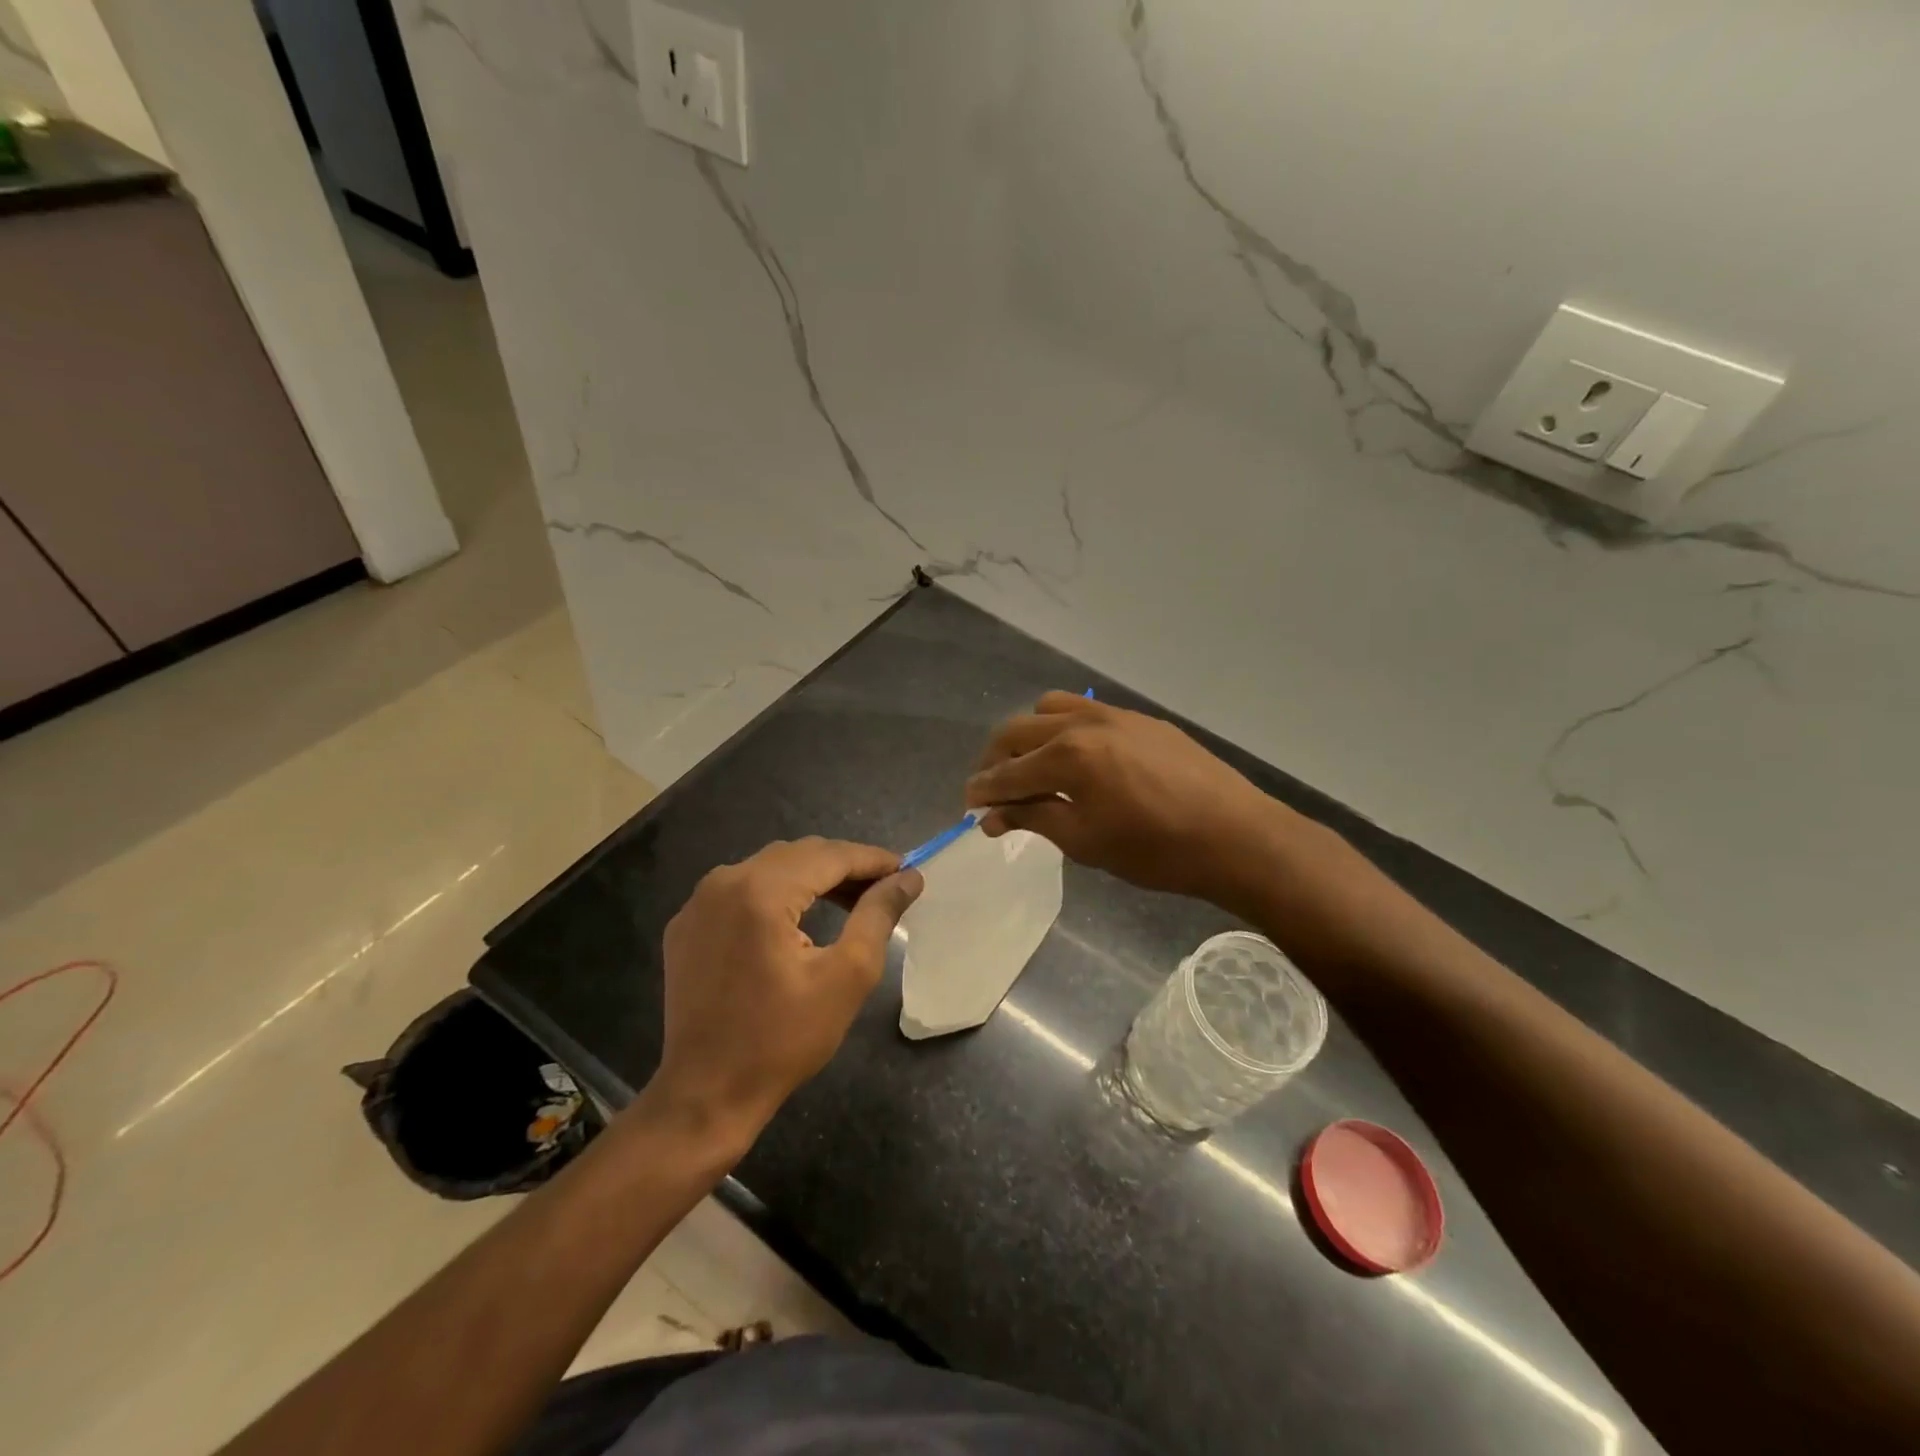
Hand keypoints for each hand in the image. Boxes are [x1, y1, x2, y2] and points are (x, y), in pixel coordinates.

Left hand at [650, 838, 921, 1143]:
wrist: (706, 1093)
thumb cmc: (784, 1039)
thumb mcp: (846, 976)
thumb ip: (878, 915)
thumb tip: (908, 877)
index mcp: (761, 891)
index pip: (829, 855)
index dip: (872, 859)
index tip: (906, 869)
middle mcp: (723, 882)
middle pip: (798, 855)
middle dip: (844, 866)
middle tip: (883, 888)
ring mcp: (698, 903)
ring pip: (769, 868)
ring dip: (811, 878)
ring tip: (849, 901)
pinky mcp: (686, 925)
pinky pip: (741, 890)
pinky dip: (776, 894)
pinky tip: (798, 919)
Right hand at [964, 692, 1290, 903]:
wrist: (1235, 836)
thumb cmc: (1155, 850)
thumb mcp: (1085, 842)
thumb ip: (1034, 818)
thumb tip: (993, 815)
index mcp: (1066, 756)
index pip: (1007, 772)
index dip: (982, 791)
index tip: (969, 805)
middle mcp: (1083, 722)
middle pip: (1018, 731)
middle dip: (996, 760)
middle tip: (993, 789)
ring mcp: (1115, 715)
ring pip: (1050, 709)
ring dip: (1029, 736)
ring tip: (1032, 767)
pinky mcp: (1140, 719)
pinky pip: (1086, 711)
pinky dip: (1063, 729)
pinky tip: (1077, 759)